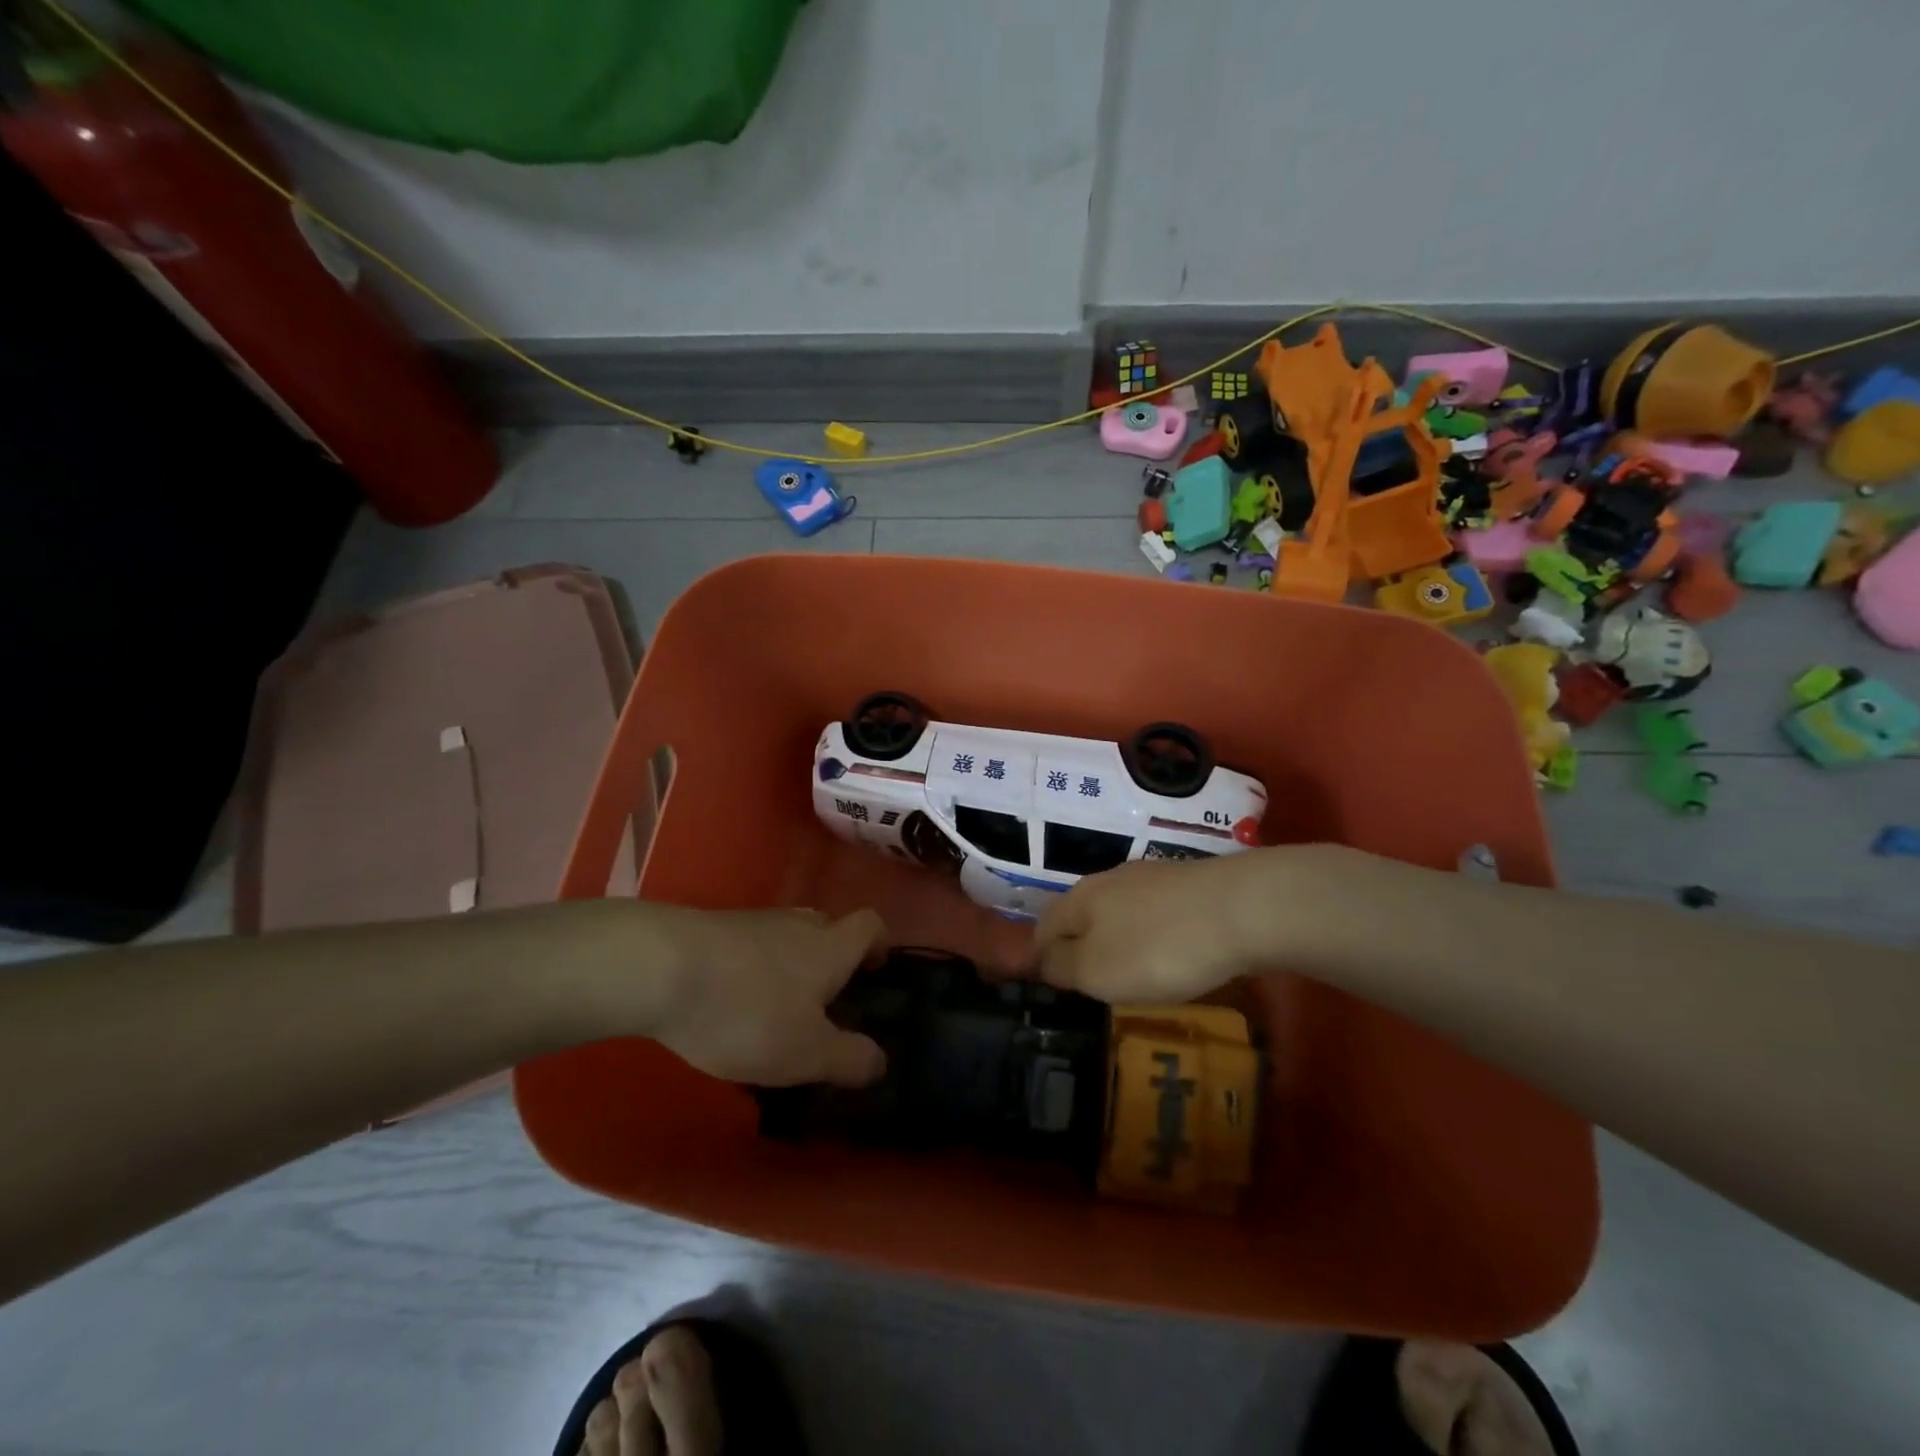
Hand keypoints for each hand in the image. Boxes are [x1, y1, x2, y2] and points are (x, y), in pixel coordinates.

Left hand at [642, 906, 888, 1087]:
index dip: (880, 945)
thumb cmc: (747, 1011)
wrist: (659, 969)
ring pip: (786, 940)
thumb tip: (880, 1061)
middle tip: (825, 1005)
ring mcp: (754, 922)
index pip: (871, 924)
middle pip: (829, 929)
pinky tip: (731, 1008)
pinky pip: (749, 948)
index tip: (875, 973)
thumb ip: (849, 1059)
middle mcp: (798, 925)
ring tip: (775, 1014)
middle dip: (833, 961)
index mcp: (831, 946)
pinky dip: (752, 972)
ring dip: (789, 968)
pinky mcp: (714, 930)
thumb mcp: (806, 1053)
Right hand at [1034, 848, 1323, 1003]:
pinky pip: (1155, 914)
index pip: (1043, 926)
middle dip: (1080, 948)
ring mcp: (1151, 878)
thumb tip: (1041, 960)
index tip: (1053, 990)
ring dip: (1117, 941)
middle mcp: (1109, 880)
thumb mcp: (1098, 970)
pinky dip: (1153, 936)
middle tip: (1091, 985)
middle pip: (1081, 916)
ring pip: (1118, 912)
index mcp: (1079, 898)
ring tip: (1131, 974)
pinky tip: (1172, 953)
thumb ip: (1062, 966)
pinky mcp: (1188, 884)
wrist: (1244, 909)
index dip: (1040, 958)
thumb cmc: (1159, 947)